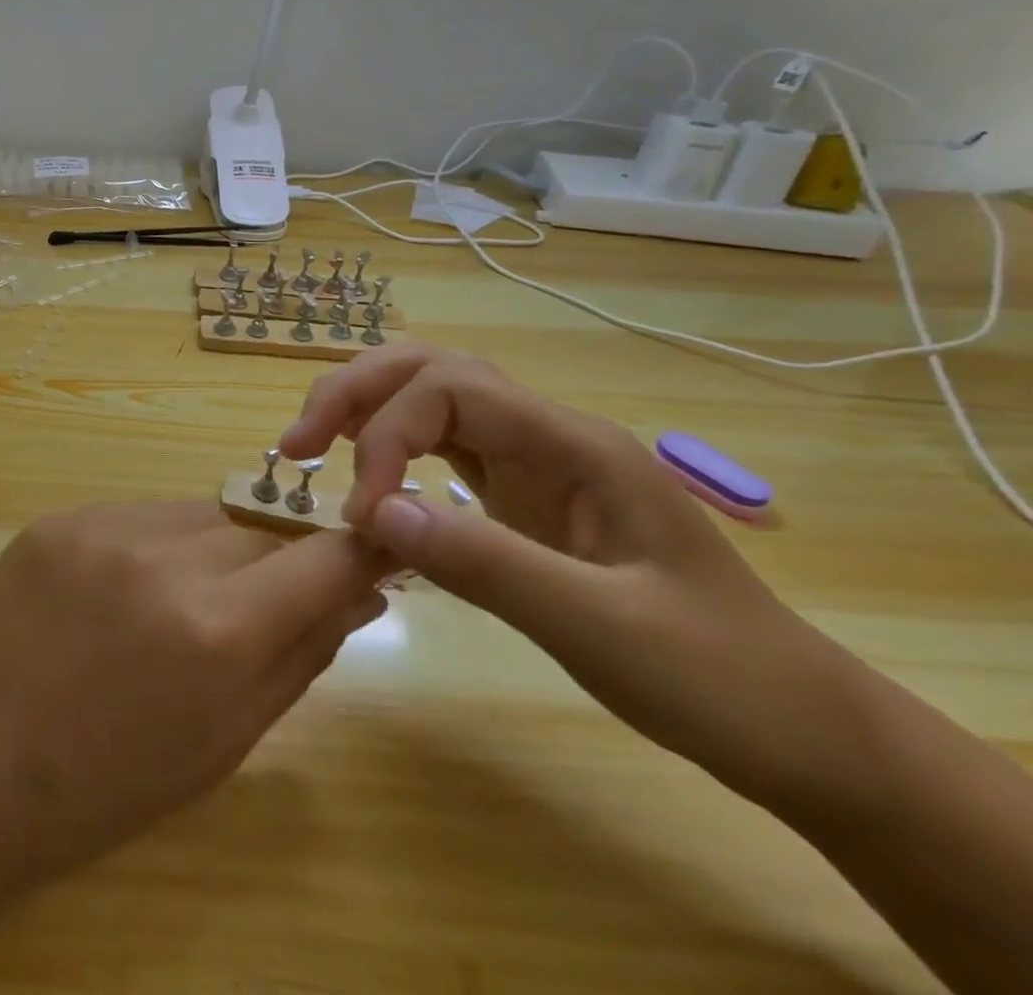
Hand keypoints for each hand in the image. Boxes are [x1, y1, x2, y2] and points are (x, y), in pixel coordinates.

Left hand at [0, 502, 392, 888]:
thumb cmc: (108, 784)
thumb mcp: (224, 740)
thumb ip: (302, 656)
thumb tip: (364, 591)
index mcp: (215, 630)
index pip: (322, 559)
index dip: (361, 547)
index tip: (381, 542)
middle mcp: (163, 557)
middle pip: (259, 529)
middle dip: (274, 562)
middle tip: (251, 607)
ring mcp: (101, 527)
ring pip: (199, 513)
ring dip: (212, 548)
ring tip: (177, 604)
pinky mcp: (59, 517)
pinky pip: (138, 514)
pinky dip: (154, 543)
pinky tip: (124, 592)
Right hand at [279, 345, 849, 804]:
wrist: (799, 727)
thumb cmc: (717, 677)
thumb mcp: (602, 628)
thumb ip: (486, 563)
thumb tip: (373, 512)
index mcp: (572, 442)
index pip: (449, 389)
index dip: (386, 435)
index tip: (363, 514)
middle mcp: (547, 433)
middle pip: (431, 368)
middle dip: (356, 392)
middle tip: (297, 441)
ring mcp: (535, 460)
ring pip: (432, 398)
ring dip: (366, 410)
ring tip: (313, 446)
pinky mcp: (523, 493)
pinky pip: (443, 445)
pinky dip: (391, 448)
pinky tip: (368, 477)